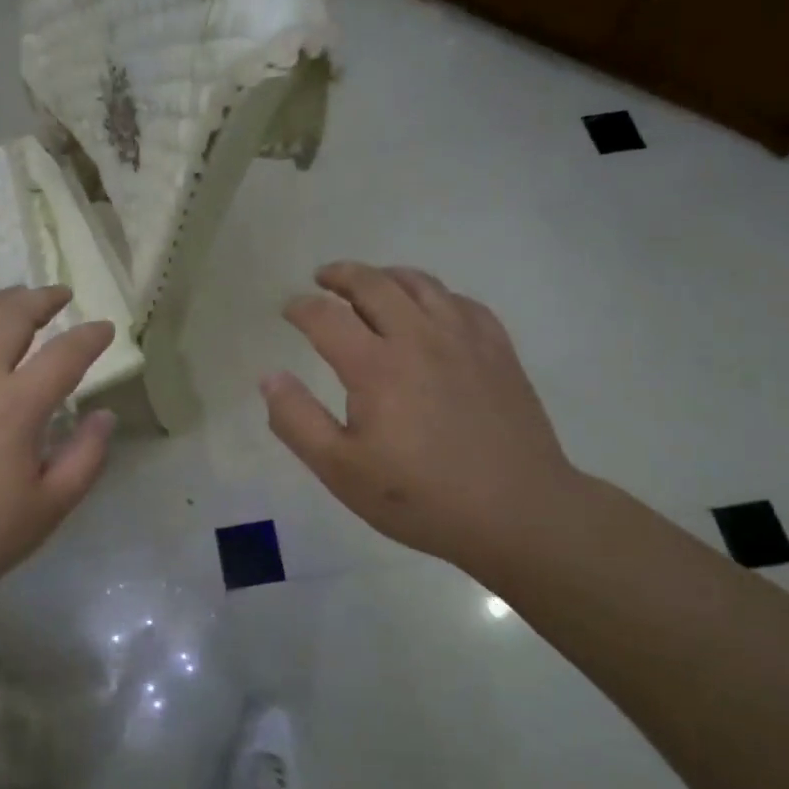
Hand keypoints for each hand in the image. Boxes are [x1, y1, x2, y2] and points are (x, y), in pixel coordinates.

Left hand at [0, 285, 115, 632]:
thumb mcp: (46, 511)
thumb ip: (85, 458)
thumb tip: (106, 415)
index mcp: (15, 406)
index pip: (65, 354)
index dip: (91, 337)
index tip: (105, 328)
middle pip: (13, 317)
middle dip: (43, 299)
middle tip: (61, 295)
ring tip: (16, 297)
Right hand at [262, 262, 583, 573]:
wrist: (518, 513)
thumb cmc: (420, 497)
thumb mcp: (341, 470)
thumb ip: (297, 421)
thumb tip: (269, 377)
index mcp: (375, 366)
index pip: (326, 317)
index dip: (300, 307)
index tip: (288, 309)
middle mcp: (418, 338)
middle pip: (373, 284)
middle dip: (341, 275)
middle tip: (322, 277)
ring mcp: (464, 339)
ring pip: (421, 284)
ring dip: (386, 275)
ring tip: (371, 282)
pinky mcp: (498, 351)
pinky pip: (462, 302)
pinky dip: (435, 294)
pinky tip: (431, 309)